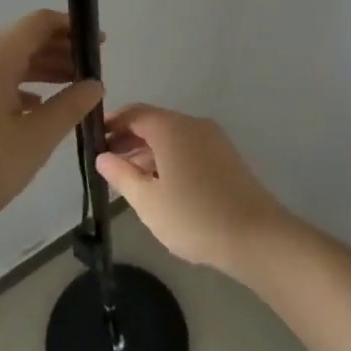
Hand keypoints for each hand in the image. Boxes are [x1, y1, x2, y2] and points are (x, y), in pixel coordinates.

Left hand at [0, 11, 103, 242]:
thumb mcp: (35, 139)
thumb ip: (69, 107)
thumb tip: (94, 84)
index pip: (40, 23)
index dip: (72, 28)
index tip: (100, 45)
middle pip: (24, 41)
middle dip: (60, 51)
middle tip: (92, 72)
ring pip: (8, 63)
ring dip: (41, 71)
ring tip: (71, 90)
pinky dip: (18, 87)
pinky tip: (35, 110)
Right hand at [94, 105, 290, 275]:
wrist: (257, 236)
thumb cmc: (194, 217)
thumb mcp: (148, 201)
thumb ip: (122, 175)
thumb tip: (103, 156)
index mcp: (171, 127)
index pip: (134, 113)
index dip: (112, 124)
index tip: (93, 139)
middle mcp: (193, 124)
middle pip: (154, 123)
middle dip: (128, 139)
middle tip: (106, 161)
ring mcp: (214, 139)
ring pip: (172, 137)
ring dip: (148, 151)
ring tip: (129, 178)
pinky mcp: (226, 157)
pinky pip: (189, 148)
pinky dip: (169, 158)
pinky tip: (161, 185)